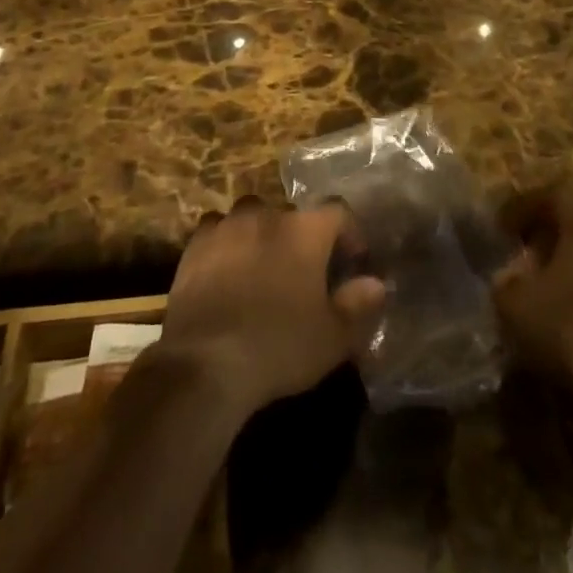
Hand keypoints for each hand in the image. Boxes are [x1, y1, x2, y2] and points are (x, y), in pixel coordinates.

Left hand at [159, 198, 385, 416]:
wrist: (206, 361)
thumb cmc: (278, 346)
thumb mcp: (331, 337)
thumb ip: (357, 305)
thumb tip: (376, 284)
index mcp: (306, 230)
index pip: (338, 212)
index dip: (349, 233)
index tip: (352, 261)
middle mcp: (268, 214)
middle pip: (293, 214)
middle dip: (302, 237)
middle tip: (305, 272)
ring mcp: (229, 224)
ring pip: (253, 217)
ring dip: (263, 235)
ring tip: (263, 267)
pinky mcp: (196, 242)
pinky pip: (218, 230)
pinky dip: (227, 243)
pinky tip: (226, 270)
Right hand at [492, 191, 572, 391]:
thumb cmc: (568, 322)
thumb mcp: (514, 299)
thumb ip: (505, 279)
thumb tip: (506, 276)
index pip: (551, 198)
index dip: (522, 210)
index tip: (502, 229)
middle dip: (549, 242)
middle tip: (524, 261)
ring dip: (572, 272)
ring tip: (547, 295)